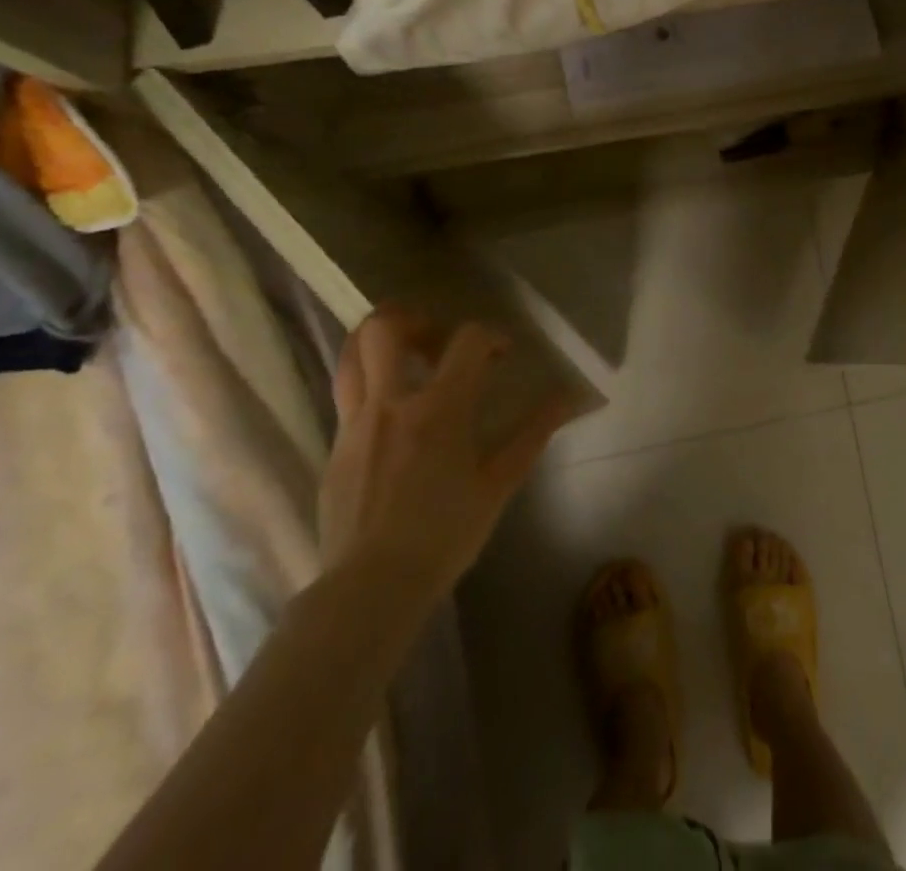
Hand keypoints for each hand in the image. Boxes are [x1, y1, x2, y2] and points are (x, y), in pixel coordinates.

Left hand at [319, 306, 571, 601]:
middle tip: (435, 336)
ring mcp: (355, 423)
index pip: (467, 340)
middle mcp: (392, 403)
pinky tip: (391, 410)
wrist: (371, 588)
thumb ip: (534, 433)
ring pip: (352, 355)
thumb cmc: (445, 534)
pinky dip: (368, 382)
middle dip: (412, 317)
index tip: (503, 354)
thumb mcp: (499, 484)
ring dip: (377, 342)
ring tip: (403, 353)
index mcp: (440, 409)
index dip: (491, 335)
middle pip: (385, 329)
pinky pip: (346, 394)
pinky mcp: (334, 447)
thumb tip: (571, 397)